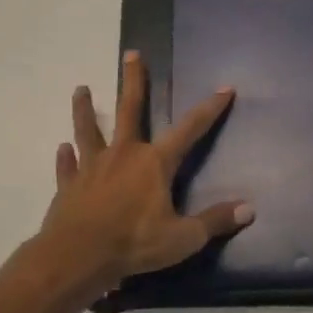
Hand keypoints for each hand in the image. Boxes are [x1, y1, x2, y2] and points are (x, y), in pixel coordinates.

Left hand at [41, 52, 254, 286]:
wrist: (77, 257)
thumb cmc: (135, 244)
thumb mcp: (184, 238)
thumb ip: (215, 221)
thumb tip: (250, 209)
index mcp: (155, 163)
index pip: (189, 129)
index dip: (209, 109)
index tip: (224, 88)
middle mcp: (123, 155)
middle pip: (129, 110)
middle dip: (133, 81)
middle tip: (131, 54)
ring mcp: (92, 168)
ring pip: (89, 130)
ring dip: (86, 110)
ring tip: (81, 89)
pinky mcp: (68, 186)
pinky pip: (68, 166)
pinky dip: (66, 157)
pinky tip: (62, 148)